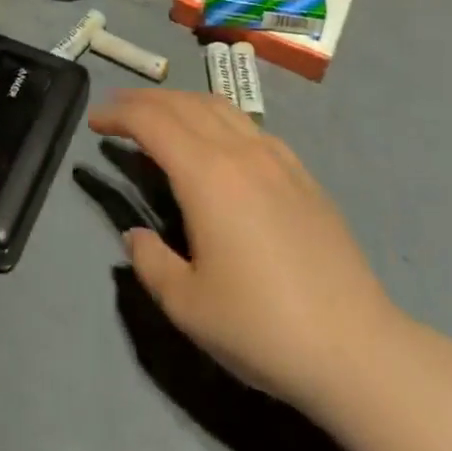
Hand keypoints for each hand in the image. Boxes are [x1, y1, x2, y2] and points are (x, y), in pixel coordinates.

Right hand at [88, 88, 400, 411]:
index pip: (151, 121)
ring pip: (218, 106)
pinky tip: (216, 144)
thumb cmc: (263, 327)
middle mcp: (240, 151)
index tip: (94, 121)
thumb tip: (135, 236)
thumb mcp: (188, 305)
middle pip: (182, 103)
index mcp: (207, 175)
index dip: (118, 113)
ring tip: (159, 118)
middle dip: (143, 100)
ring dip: (180, 102)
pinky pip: (248, 126)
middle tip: (116, 111)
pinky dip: (216, 118)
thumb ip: (150, 262)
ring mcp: (276, 158)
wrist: (357, 350)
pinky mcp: (301, 174)